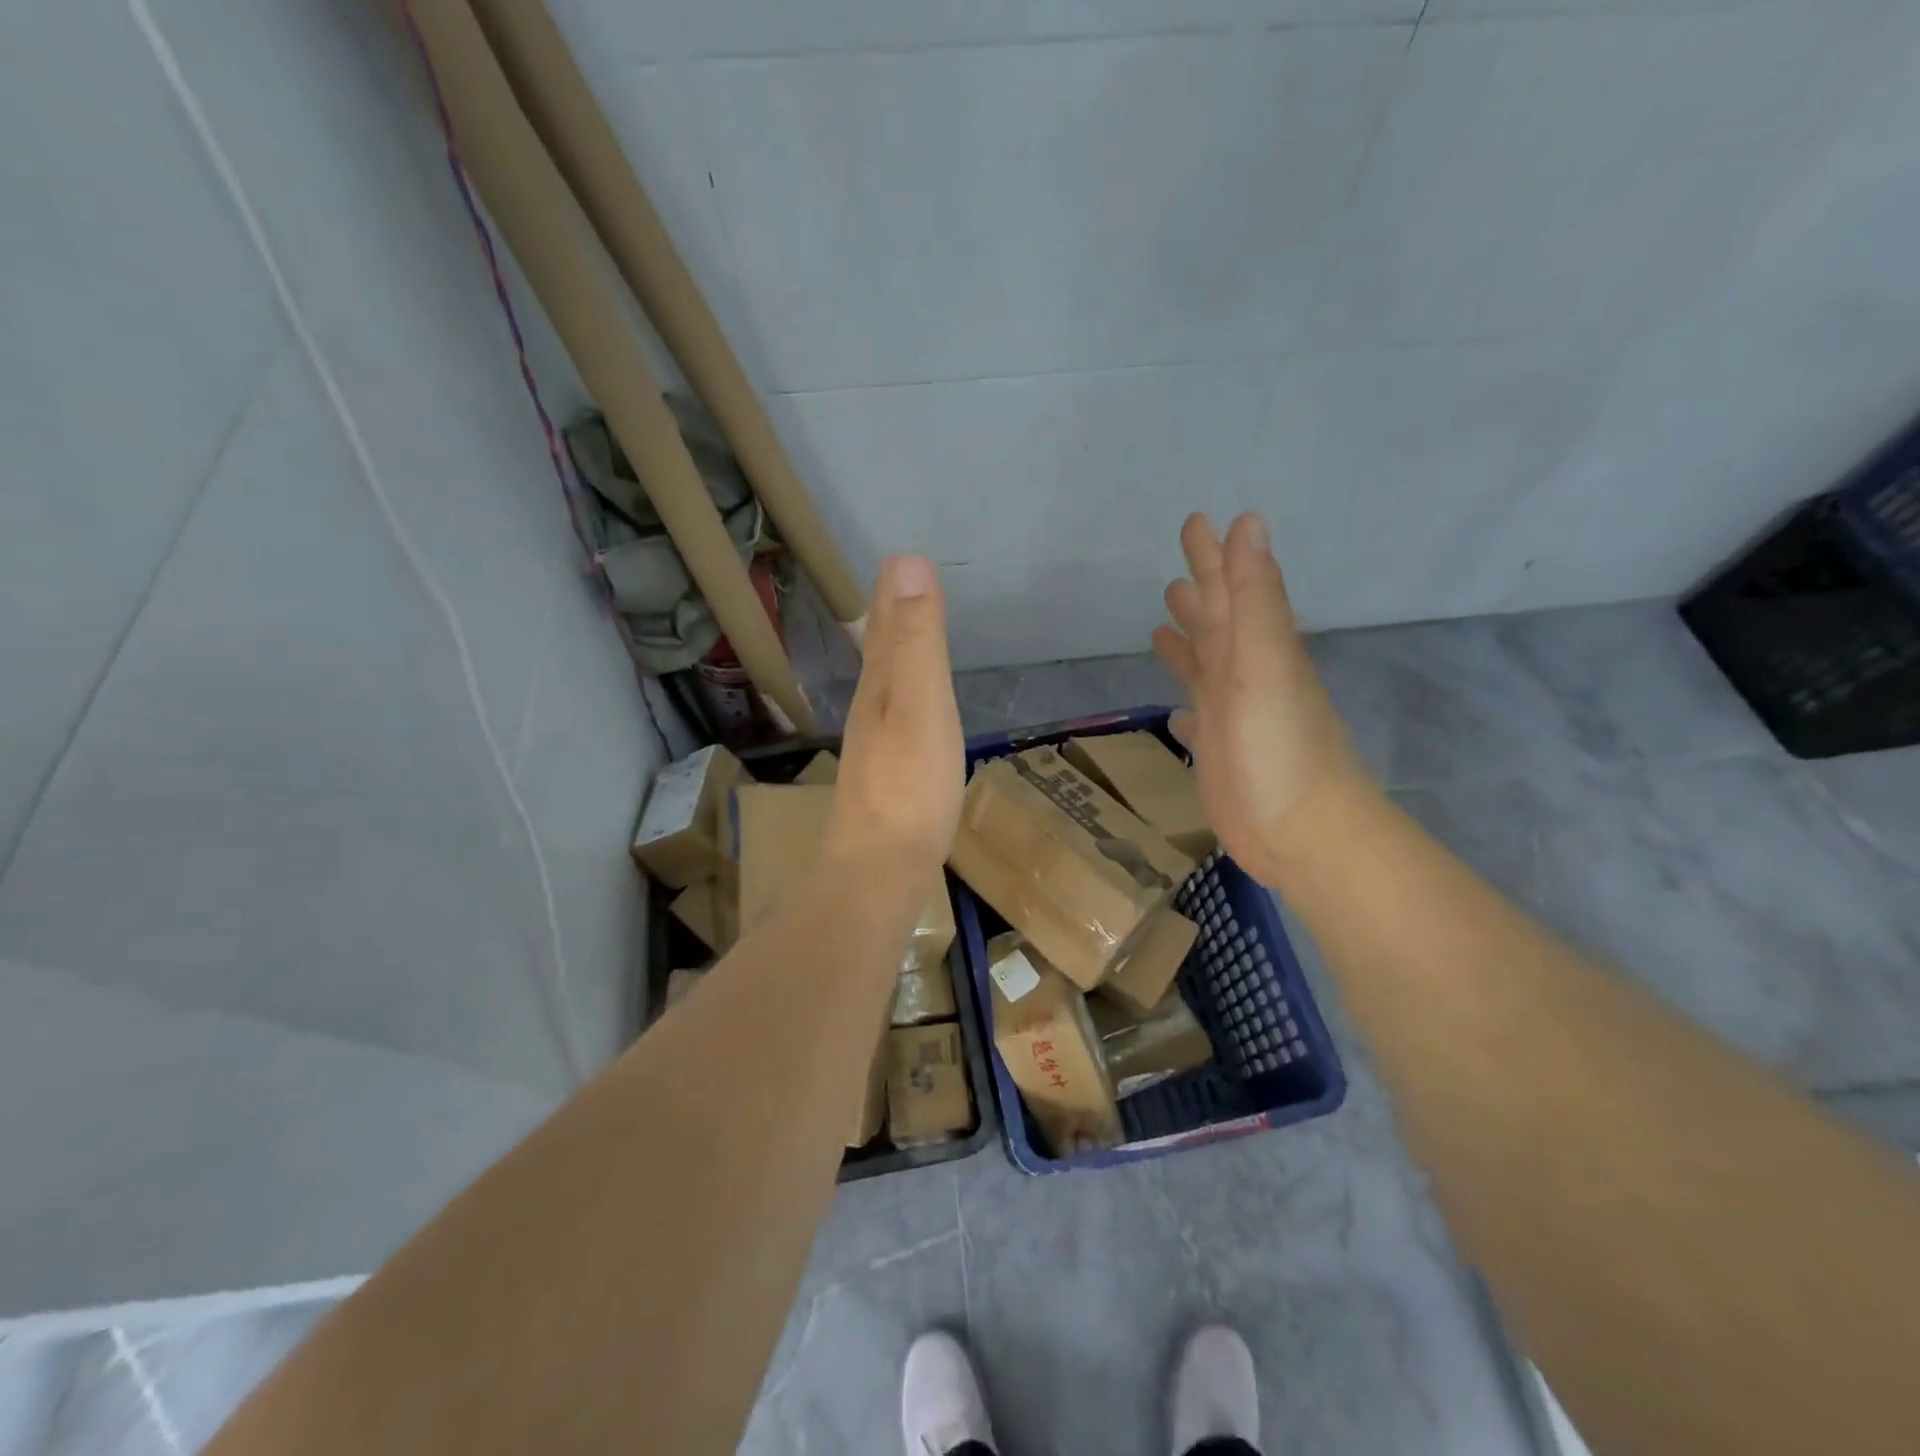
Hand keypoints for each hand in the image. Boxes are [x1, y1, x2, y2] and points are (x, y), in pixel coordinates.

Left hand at [824, 556, 964, 875]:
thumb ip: (915, 639)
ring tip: (904, 641)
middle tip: (897, 590)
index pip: (884, 627)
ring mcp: (875, 749)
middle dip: (889, 620)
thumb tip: (906, 561)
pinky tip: (908, 716)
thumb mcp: (919, 703)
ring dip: (893, 658)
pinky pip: (896, 723)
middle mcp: (871, 711)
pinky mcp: (887, 781)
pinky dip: (903, 702)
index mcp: (880, 687)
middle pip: (879, 655)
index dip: (892, 594)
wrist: (878, 870)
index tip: (899, 560)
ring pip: (884, 688)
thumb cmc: (909, 786)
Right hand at [1152, 513, 1373, 887]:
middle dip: (1198, 594)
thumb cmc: (1280, 747)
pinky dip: (1186, 707)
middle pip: (1217, 623)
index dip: (1213, 557)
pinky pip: (1198, 718)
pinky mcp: (1220, 753)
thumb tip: (1246, 523)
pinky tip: (1176, 711)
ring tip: (1161, 626)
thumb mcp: (1264, 663)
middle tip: (1173, 572)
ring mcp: (1232, 716)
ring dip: (1188, 645)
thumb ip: (1253, 597)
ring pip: (1205, 668)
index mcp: (1255, 649)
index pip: (1231, 589)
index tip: (1196, 522)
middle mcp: (1243, 676)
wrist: (1301, 833)